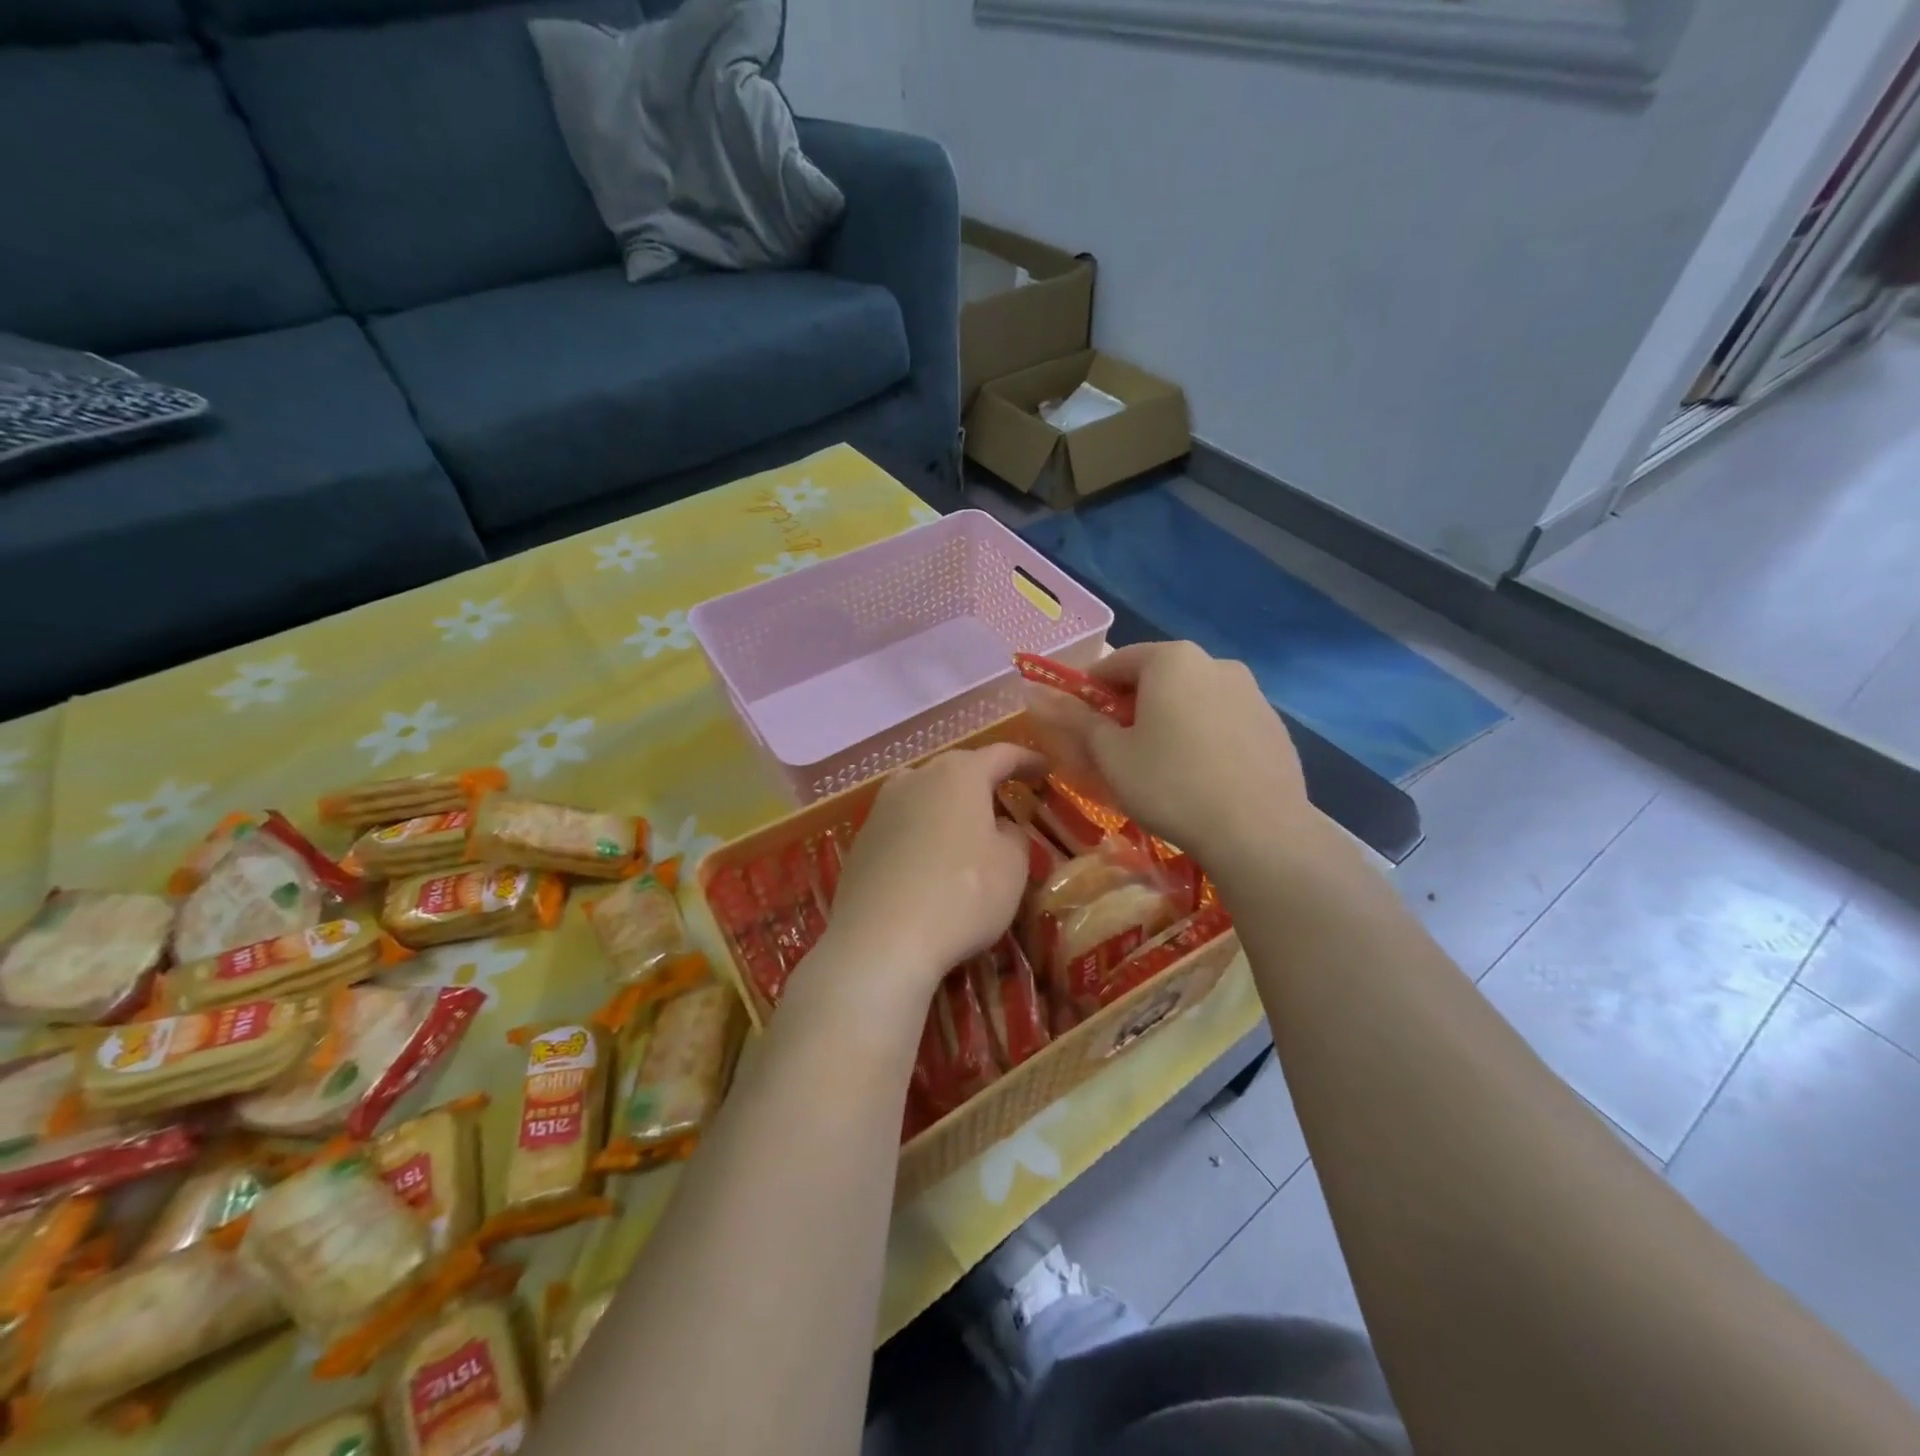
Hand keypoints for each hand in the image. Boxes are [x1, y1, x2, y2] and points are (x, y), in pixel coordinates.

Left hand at [810, 742, 1040, 1013]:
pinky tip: (929, 857)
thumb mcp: (1011, 867)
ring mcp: (882, 808)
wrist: (880, 940)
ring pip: (923, 792)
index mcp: (959, 774)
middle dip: (983, 779)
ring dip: (947, 802)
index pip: (1001, 755)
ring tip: (965, 823)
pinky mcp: (861, 840)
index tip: (1044, 769)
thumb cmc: (961, 895)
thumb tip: (999, 826)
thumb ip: (1013, 836)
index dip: (1026, 760)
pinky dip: (921, 830)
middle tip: (1005, 795)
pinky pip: (901, 823)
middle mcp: (916, 778)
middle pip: (957, 768)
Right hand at [1024, 641, 1308, 866]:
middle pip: (1157, 679)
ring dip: (1168, 723)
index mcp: (1172, 659)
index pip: (1115, 663)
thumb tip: (1035, 695)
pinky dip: (1203, 739)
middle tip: (1117, 750)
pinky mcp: (1274, 727)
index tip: (1080, 725)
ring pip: (1192, 701)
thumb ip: (1075, 719)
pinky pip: (1223, 723)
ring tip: (1159, 768)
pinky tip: (1200, 778)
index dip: (1089, 692)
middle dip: (1131, 708)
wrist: (1258, 831)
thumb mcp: (1111, 754)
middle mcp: (1216, 663)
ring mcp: (1252, 694)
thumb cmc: (1170, 784)